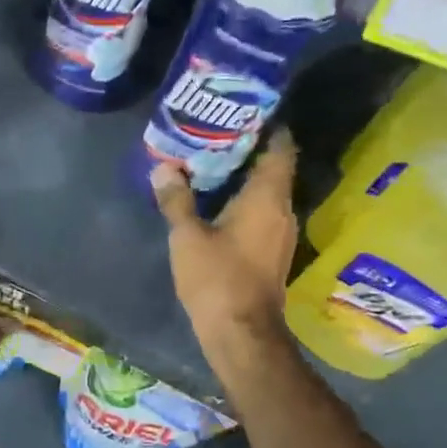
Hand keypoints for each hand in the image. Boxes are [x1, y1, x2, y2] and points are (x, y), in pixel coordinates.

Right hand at [151, 130, 298, 380]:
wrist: (242, 334)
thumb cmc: (217, 279)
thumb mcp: (187, 237)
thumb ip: (177, 200)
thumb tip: (164, 168)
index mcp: (267, 198)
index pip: (280, 149)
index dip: (269, 128)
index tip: (245, 113)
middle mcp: (282, 210)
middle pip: (273, 170)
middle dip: (248, 151)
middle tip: (216, 135)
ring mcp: (281, 234)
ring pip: (268, 194)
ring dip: (246, 180)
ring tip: (213, 166)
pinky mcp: (273, 253)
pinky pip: (263, 215)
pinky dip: (246, 204)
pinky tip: (219, 205)